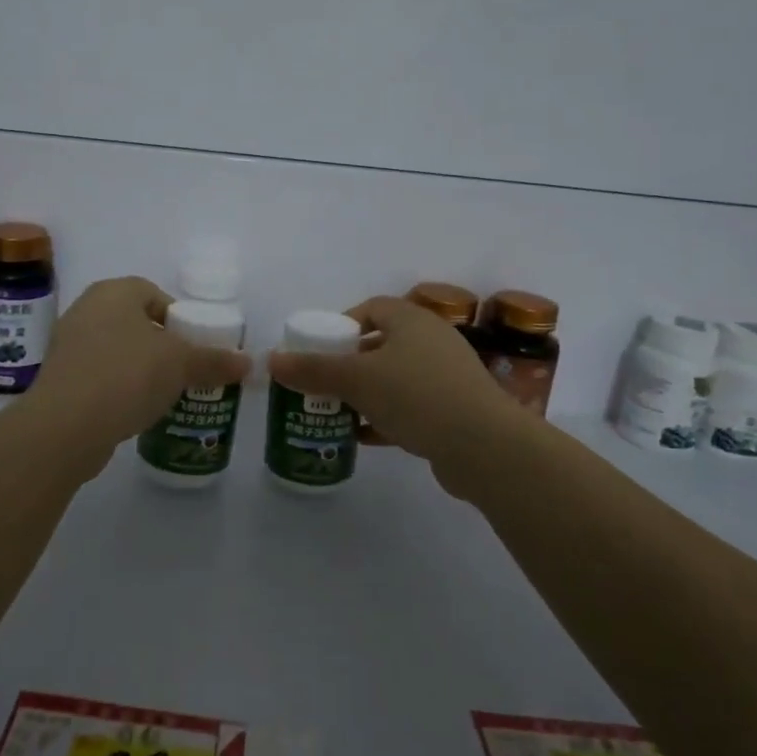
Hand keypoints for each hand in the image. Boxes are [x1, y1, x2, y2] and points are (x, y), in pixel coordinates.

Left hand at [25, 276, 251, 455]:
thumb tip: (247, 362)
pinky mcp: (60, 379)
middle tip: (184, 371)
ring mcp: (68, 345)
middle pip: (135, 322)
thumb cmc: (127, 376)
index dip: (178, 318)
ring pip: (117, 350)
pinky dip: (118, 388)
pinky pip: (99, 376)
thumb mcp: (181, 365)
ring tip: (163, 394)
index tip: (194, 346)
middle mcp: (86, 310)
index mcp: (114, 292)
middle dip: (161, 346)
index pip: (153, 293)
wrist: (65, 426)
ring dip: (140, 369)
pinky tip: (134, 410)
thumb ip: (214, 360)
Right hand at [267, 296, 532, 497]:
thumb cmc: (417, 396)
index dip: (341, 325)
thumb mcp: (357, 379)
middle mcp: (432, 340)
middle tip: (320, 384)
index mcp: (412, 320)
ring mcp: (446, 376)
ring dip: (364, 394)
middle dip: (348, 364)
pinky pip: (409, 407)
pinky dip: (384, 417)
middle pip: (380, 344)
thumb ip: (313, 369)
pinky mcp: (453, 410)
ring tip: (334, 412)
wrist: (485, 447)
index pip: (370, 308)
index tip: (317, 349)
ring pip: (394, 378)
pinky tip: (361, 437)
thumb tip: (271, 360)